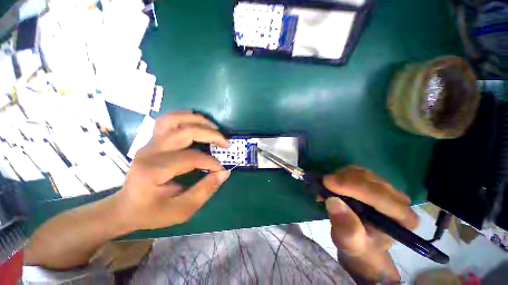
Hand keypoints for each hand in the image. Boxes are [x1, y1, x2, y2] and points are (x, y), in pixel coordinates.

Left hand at [113, 110, 230, 230]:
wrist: (126, 207)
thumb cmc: (152, 212)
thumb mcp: (181, 210)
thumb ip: (205, 191)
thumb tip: (224, 173)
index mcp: (153, 170)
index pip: (191, 158)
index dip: (211, 162)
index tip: (221, 169)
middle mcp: (150, 151)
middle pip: (185, 132)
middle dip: (210, 135)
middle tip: (226, 143)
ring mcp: (150, 143)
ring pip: (174, 119)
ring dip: (198, 120)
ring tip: (214, 127)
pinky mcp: (153, 140)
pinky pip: (169, 120)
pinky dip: (185, 117)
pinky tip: (197, 122)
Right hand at [323, 165, 418, 281]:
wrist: (359, 239)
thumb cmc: (356, 244)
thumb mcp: (349, 243)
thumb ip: (346, 228)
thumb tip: (333, 201)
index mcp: (402, 219)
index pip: (380, 196)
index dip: (352, 186)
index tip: (327, 183)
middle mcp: (399, 200)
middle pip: (370, 180)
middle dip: (343, 180)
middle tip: (322, 184)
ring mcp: (386, 188)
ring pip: (361, 172)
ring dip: (339, 176)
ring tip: (326, 187)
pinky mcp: (373, 181)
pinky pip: (355, 170)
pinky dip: (340, 174)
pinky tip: (332, 184)